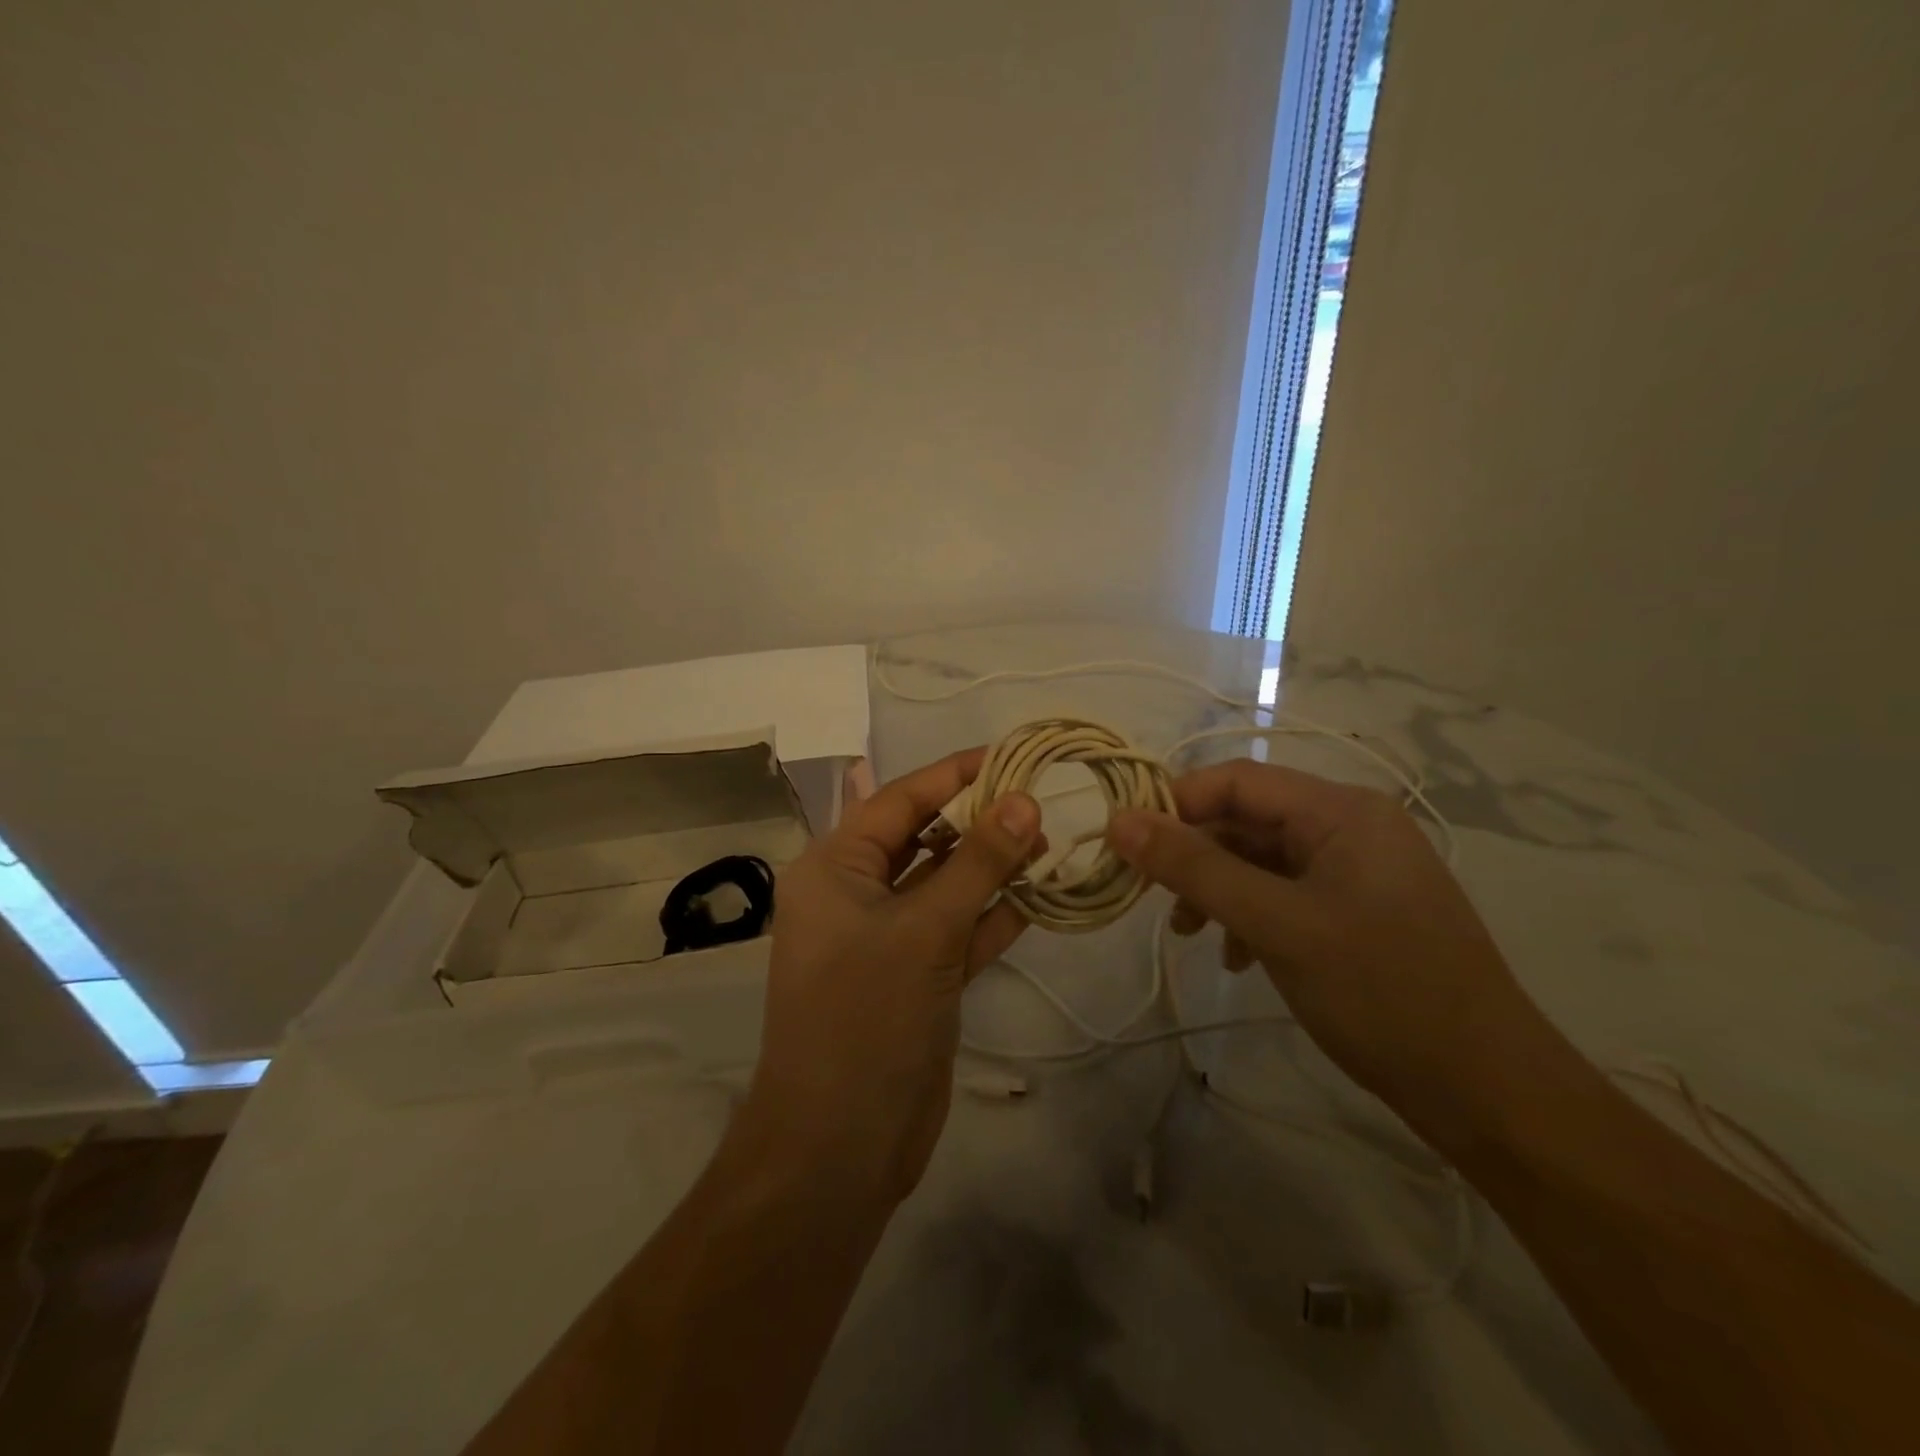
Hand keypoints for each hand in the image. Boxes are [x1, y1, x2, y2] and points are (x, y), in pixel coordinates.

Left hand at [742, 749, 1041, 1204]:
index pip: (899, 800)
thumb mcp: (925, 930)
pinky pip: (957, 930)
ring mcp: (887, 938)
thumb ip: (978, 863)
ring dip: (992, 868)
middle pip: (924, 839)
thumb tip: (1025, 799)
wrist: (840, 1146)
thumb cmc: (866, 1018)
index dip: (954, 774)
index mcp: (835, 868)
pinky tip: (1040, 897)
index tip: (1011, 755)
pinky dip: (993, 915)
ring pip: (945, 886)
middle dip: (979, 821)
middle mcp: (856, 894)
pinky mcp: (916, 976)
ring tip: (1050, 843)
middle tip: (1042, 800)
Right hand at [1106, 760, 1559, 1147]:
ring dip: (1217, 889)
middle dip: (1195, 854)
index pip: (1236, 780)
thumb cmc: (1382, 992)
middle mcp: (1350, 827)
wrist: (1488, 1092)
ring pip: (1261, 860)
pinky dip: (1250, 916)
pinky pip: (1284, 894)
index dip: (1175, 804)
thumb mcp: (1277, 925)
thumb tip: (1119, 821)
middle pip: (1247, 820)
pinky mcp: (1356, 912)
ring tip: (1188, 932)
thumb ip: (1195, 868)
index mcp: (1341, 811)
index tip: (1126, 844)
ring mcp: (1356, 872)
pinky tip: (1237, 957)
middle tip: (1150, 896)